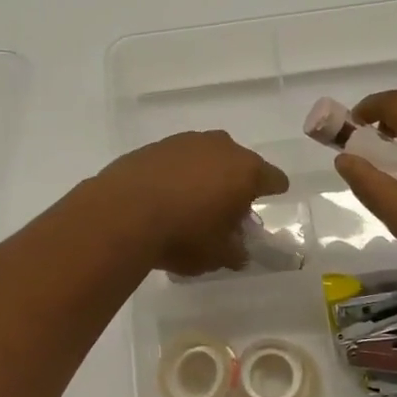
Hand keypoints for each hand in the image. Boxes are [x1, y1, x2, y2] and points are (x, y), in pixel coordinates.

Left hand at [95, 131, 288, 276]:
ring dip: (205, 175)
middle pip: (238, 163)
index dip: (274, 190)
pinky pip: (177, 160)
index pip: (273, 178)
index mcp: (245, 171)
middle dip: (236, 183)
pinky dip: (177, 174)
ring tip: (192, 202)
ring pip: (206, 157)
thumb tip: (238, 252)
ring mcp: (185, 142)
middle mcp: (220, 147)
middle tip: (227, 209)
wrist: (122, 213)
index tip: (272, 198)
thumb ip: (235, 252)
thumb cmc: (183, 235)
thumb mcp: (217, 255)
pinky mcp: (155, 146)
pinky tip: (165, 195)